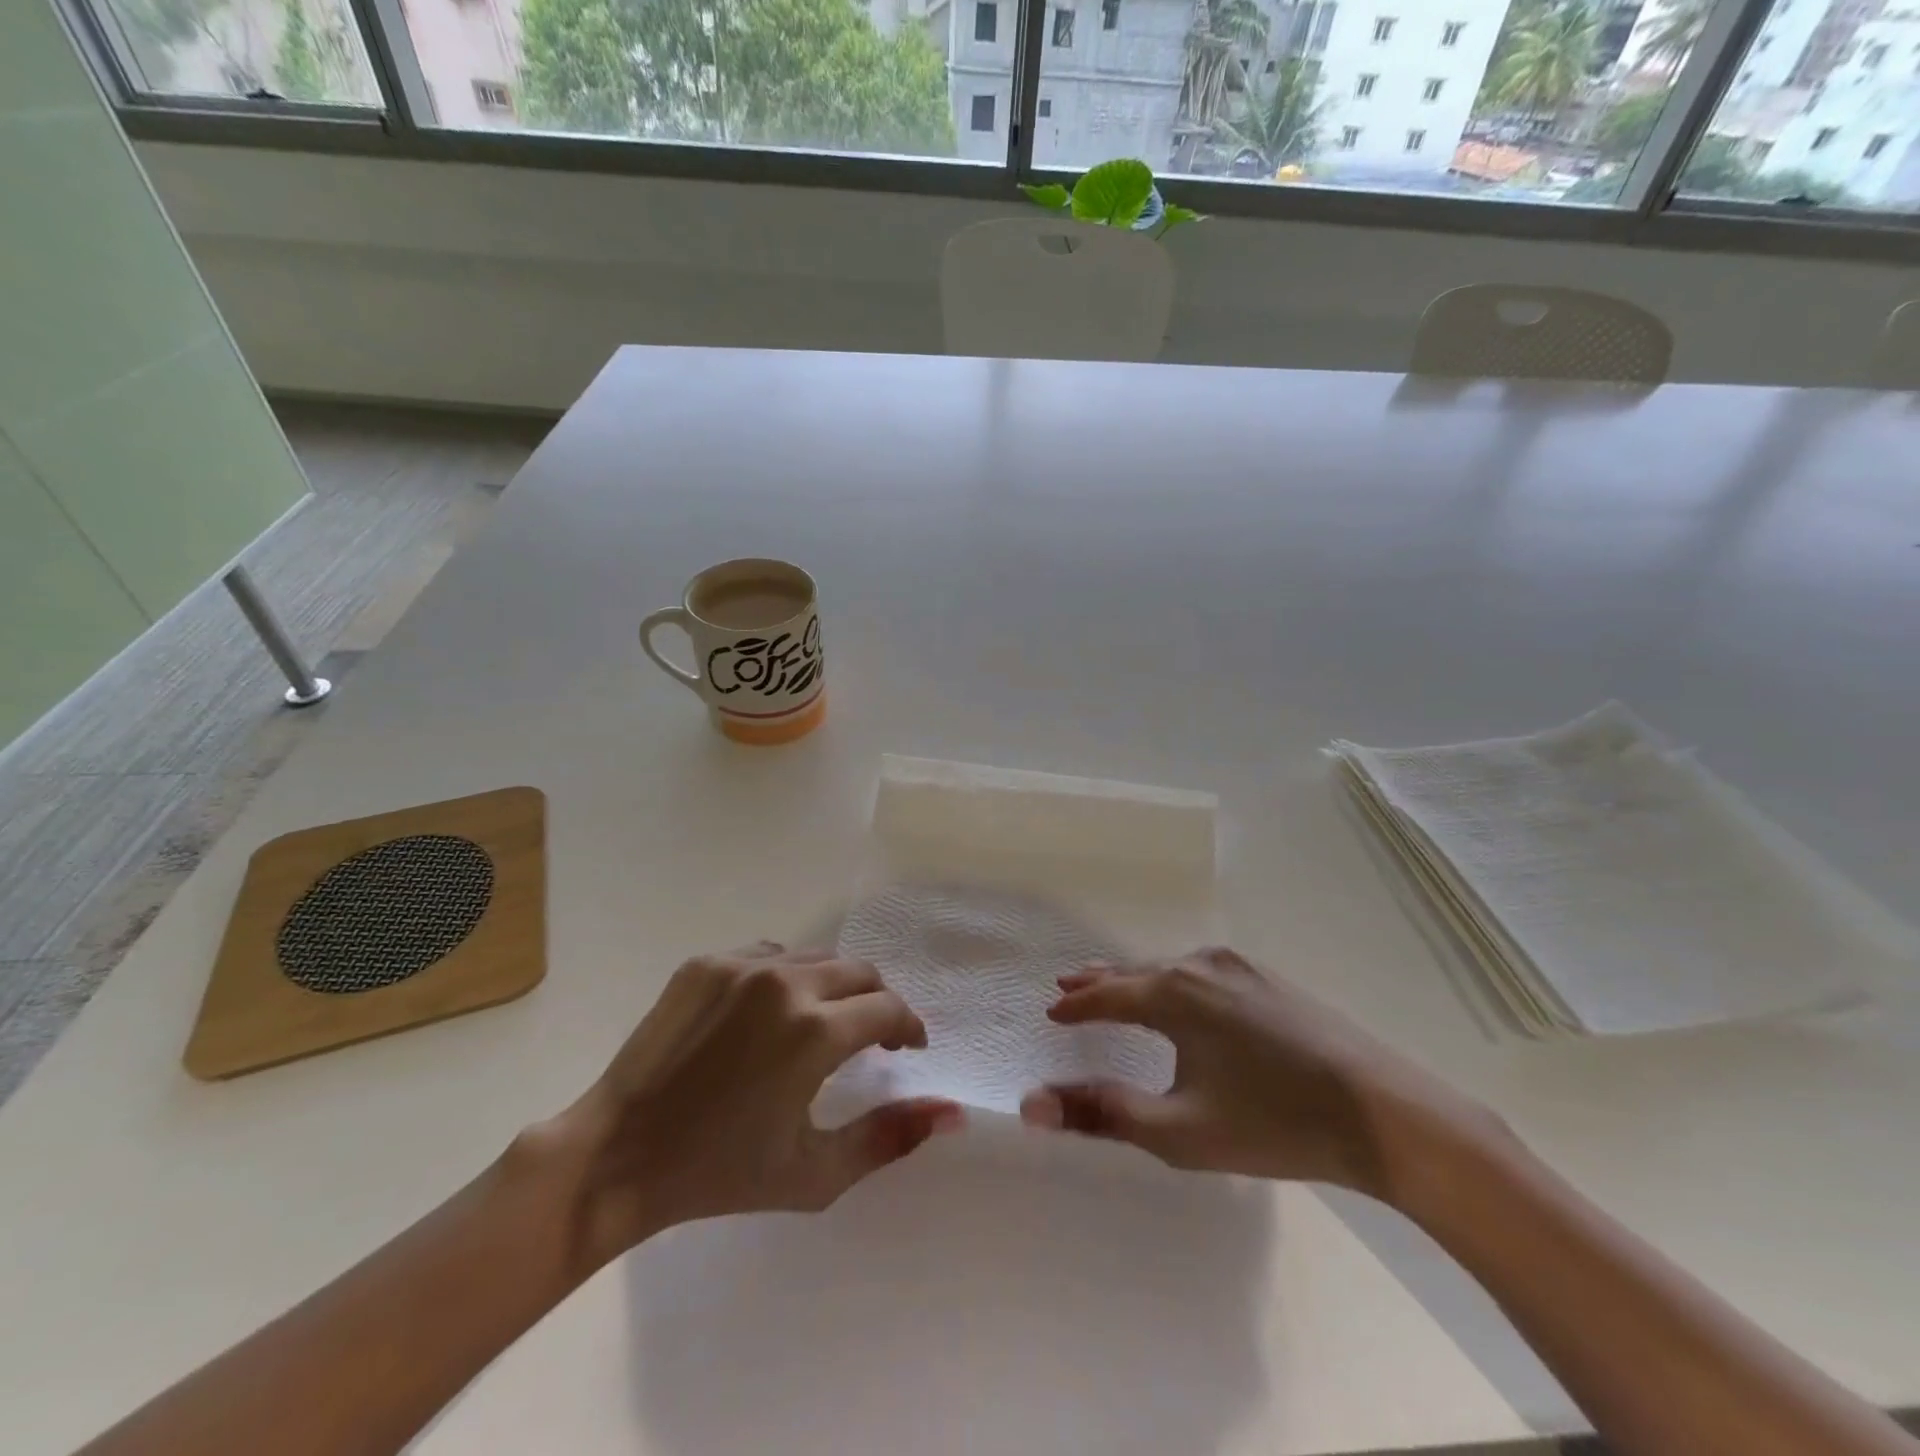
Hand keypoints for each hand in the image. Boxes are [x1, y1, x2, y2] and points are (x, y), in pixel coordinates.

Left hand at [534, 942, 962, 1274]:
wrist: (617, 1156)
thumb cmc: (721, 1173)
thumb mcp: (815, 1173)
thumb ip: (889, 1137)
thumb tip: (950, 1112)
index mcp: (816, 1031)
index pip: (888, 1008)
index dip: (907, 1027)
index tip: (907, 1047)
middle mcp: (785, 982)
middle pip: (859, 972)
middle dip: (877, 1001)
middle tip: (872, 1037)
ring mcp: (741, 966)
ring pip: (816, 957)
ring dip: (833, 986)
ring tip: (823, 1023)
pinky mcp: (706, 962)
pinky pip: (769, 955)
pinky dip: (787, 977)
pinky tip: (771, 1013)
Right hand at [1019, 946, 1499, 1205]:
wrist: (1384, 1113)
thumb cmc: (1272, 1123)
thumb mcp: (1178, 1131)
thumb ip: (1103, 1113)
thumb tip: (1031, 1104)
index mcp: (1174, 994)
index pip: (1108, 994)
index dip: (1076, 1005)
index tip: (1051, 1011)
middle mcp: (1201, 965)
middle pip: (1137, 971)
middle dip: (1101, 981)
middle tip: (1069, 985)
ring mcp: (1239, 967)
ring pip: (1170, 968)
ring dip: (1138, 979)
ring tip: (1117, 986)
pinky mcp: (1268, 979)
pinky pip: (1201, 972)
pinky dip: (1174, 980)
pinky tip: (1181, 996)